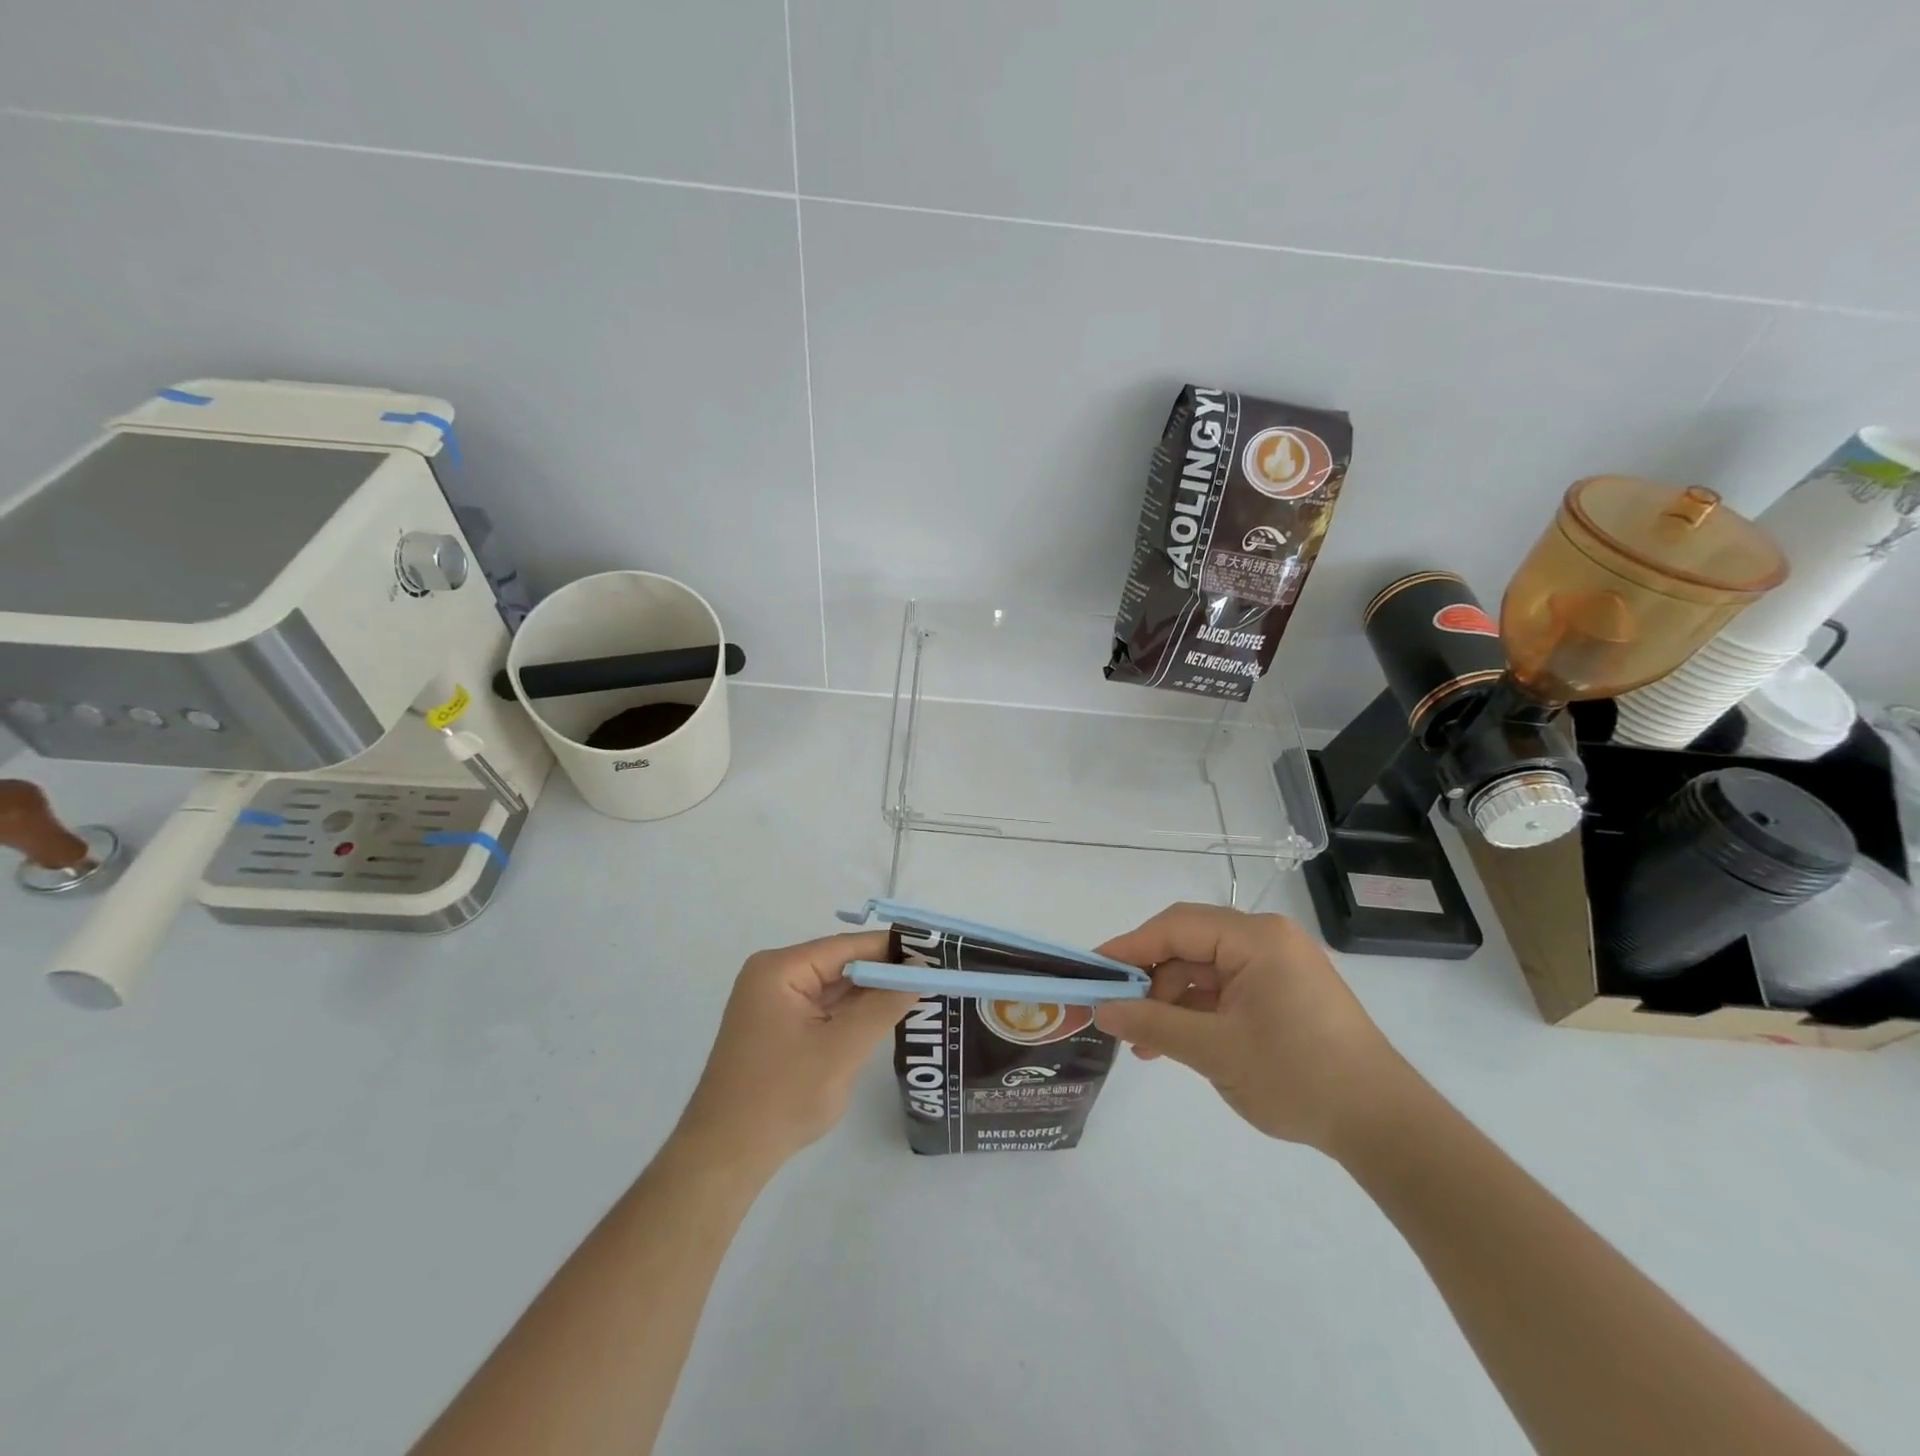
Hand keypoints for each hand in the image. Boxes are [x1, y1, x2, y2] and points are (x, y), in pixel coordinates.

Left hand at [674, 931, 917, 1175]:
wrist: (724, 1159)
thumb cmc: (781, 1097)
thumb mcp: (841, 1049)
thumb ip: (883, 1005)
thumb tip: (921, 970)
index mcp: (780, 970)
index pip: (847, 947)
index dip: (891, 948)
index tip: (934, 951)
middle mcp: (774, 977)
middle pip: (841, 964)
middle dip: (884, 972)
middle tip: (934, 974)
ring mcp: (774, 1005)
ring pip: (835, 988)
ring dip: (871, 994)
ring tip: (921, 991)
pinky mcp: (779, 1030)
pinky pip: (824, 1010)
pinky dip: (853, 1013)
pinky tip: (886, 1015)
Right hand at [1093, 904, 1410, 1153]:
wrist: (1384, 1126)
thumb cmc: (1298, 1076)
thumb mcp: (1215, 1050)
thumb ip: (1153, 1023)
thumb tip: (1102, 1009)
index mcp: (1256, 938)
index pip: (1176, 927)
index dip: (1129, 947)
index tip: (1092, 971)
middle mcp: (1266, 940)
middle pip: (1189, 946)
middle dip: (1150, 981)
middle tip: (1116, 1013)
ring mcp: (1276, 967)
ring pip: (1203, 971)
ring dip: (1171, 1003)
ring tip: (1144, 1045)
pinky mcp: (1282, 993)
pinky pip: (1225, 990)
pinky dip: (1197, 1013)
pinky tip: (1174, 1044)